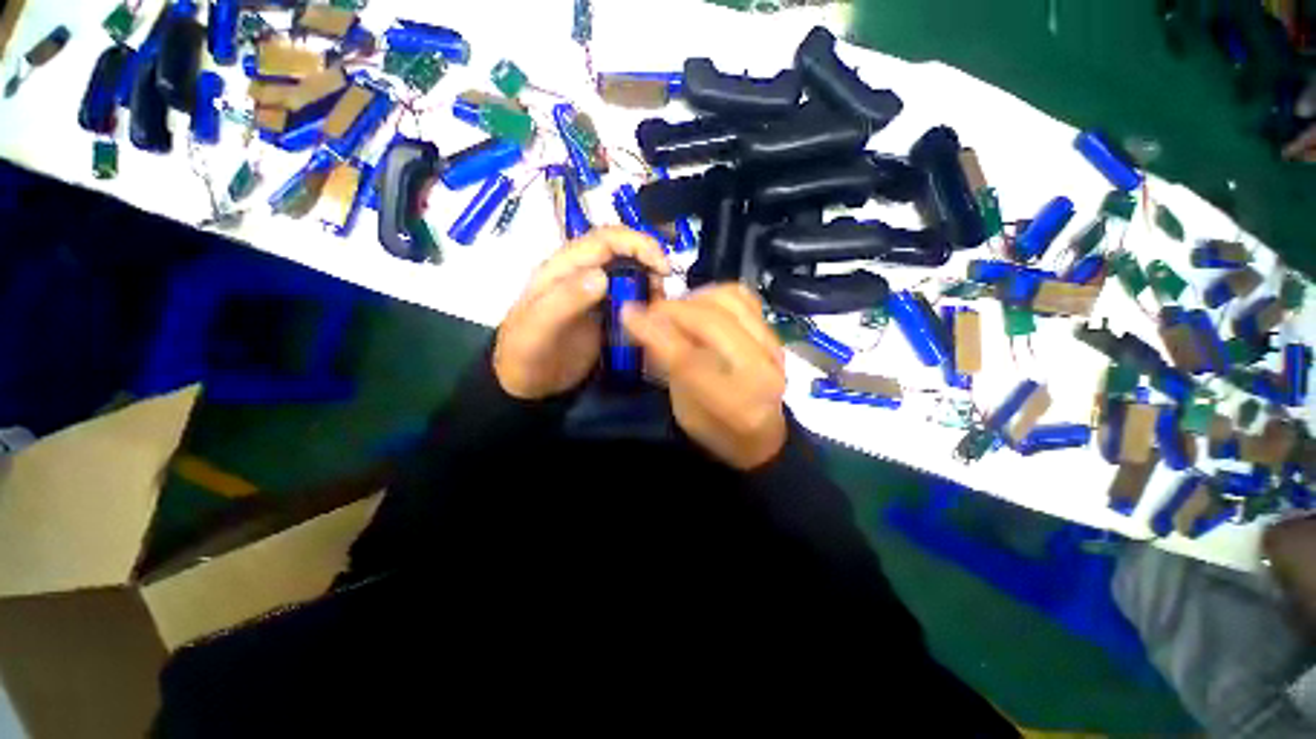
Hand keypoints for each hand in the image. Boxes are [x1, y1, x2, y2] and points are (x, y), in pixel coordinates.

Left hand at [494, 227, 668, 399]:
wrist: (525, 384)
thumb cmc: (527, 355)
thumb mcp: (539, 328)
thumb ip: (566, 300)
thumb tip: (601, 275)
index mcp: (563, 268)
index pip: (605, 239)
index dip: (637, 244)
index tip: (662, 267)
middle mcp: (580, 274)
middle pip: (621, 252)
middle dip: (648, 263)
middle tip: (662, 291)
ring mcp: (592, 294)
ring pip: (628, 273)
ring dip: (648, 283)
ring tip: (657, 306)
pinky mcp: (602, 313)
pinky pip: (628, 297)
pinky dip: (644, 301)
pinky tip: (649, 317)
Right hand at [623, 284, 787, 469]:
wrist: (762, 433)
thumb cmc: (717, 430)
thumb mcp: (685, 412)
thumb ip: (670, 367)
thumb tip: (646, 323)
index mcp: (735, 404)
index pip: (689, 360)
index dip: (655, 332)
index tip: (628, 313)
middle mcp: (761, 369)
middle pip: (711, 322)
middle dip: (672, 309)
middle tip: (648, 312)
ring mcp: (772, 346)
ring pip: (729, 300)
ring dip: (693, 299)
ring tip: (674, 310)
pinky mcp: (773, 332)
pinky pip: (743, 297)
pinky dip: (714, 294)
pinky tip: (699, 305)